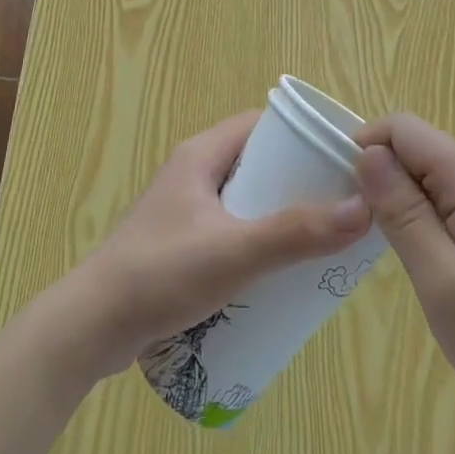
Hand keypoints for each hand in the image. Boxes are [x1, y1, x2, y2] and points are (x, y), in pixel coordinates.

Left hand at [64, 111, 372, 375]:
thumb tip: (363, 209)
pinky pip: (232, 230)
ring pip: (246, 201)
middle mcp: (193, 174)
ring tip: (320, 241)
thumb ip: (295, 233)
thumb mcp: (233, 252)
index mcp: (201, 155)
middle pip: (258, 164)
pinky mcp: (182, 245)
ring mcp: (186, 211)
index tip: (340, 160)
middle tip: (339, 208)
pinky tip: (281, 272)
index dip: (301, 136)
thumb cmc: (160, 275)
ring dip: (280, 216)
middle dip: (298, 183)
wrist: (91, 329)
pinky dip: (259, 241)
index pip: (261, 124)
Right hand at [354, 114, 454, 425]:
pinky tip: (420, 258)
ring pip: (433, 176)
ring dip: (401, 199)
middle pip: (418, 148)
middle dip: (381, 175)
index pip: (404, 129)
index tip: (342, 192)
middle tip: (359, 228)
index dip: (366, 147)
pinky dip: (425, 217)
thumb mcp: (443, 281)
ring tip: (385, 247)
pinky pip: (452, 201)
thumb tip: (367, 155)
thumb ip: (403, 214)